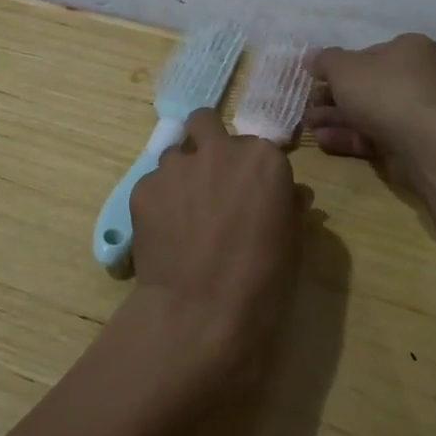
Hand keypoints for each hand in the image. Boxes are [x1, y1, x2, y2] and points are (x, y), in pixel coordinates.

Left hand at [128, 109, 306, 389]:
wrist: (202, 313)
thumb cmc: (262, 282)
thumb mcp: (292, 242)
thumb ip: (288, 205)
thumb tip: (290, 194)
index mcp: (262, 158)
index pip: (254, 145)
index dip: (248, 168)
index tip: (247, 192)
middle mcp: (218, 149)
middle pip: (204, 122)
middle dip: (205, 142)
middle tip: (208, 179)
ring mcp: (176, 165)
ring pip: (174, 155)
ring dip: (180, 175)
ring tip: (182, 214)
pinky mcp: (143, 187)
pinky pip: (152, 185)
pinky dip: (157, 202)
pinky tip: (164, 234)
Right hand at [307, 34, 435, 169]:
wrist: (426, 144)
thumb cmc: (384, 92)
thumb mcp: (343, 68)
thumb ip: (325, 61)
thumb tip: (312, 58)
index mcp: (410, 49)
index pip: (368, 54)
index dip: (339, 67)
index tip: (316, 80)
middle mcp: (419, 77)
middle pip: (367, 86)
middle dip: (333, 97)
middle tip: (309, 107)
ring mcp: (418, 112)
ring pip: (369, 113)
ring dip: (336, 119)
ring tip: (310, 126)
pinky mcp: (414, 143)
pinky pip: (377, 135)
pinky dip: (350, 137)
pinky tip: (324, 141)